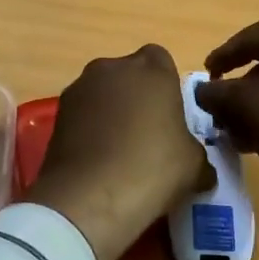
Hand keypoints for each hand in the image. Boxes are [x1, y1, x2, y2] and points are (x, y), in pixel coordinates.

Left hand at [24, 44, 214, 259]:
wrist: (89, 198)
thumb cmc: (152, 168)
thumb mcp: (194, 166)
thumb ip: (197, 154)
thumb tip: (202, 169)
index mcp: (152, 69)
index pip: (162, 61)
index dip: (166, 86)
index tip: (171, 116)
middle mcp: (112, 68)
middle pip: (128, 75)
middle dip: (136, 97)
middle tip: (148, 134)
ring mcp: (79, 89)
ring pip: (102, 93)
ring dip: (110, 112)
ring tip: (119, 151)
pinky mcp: (56, 115)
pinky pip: (82, 115)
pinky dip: (89, 130)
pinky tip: (98, 161)